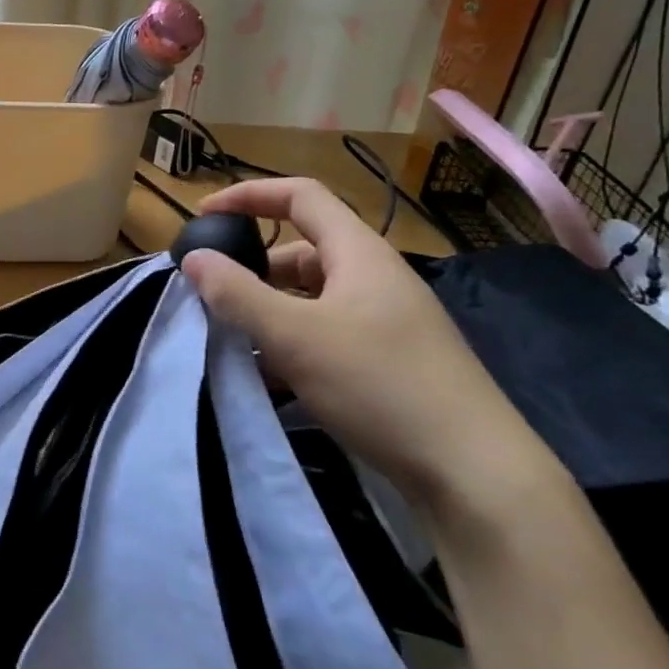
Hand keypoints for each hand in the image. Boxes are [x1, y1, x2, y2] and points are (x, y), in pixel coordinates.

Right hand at [179, 177, 553, 511]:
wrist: (474, 473)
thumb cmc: (380, 385)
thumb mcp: (295, 337)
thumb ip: (238, 294)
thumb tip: (194, 258)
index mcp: (359, 253)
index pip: (300, 196)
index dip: (248, 195)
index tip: (203, 217)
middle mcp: (373, 277)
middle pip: (301, 251)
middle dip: (251, 267)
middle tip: (210, 295)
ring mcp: (384, 321)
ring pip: (310, 298)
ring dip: (268, 311)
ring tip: (230, 340)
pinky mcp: (388, 360)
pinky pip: (325, 334)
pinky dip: (291, 344)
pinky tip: (268, 377)